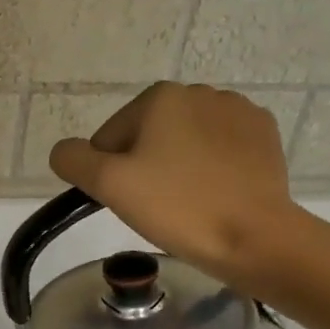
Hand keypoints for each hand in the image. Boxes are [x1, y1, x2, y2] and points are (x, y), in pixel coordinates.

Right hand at [48, 82, 308, 292]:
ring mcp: (238, 111)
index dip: (109, 174)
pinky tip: (214, 194)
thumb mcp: (109, 185)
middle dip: (144, 167)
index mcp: (160, 97)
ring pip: (184, 143)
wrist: (254, 236)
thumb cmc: (177, 207)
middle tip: (155, 206)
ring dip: (176, 168)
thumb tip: (65, 152)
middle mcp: (200, 92)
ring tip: (186, 203)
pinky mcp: (263, 136)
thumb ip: (73, 160)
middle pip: (147, 136)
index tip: (128, 201)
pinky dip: (210, 169)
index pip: (109, 138)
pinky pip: (219, 150)